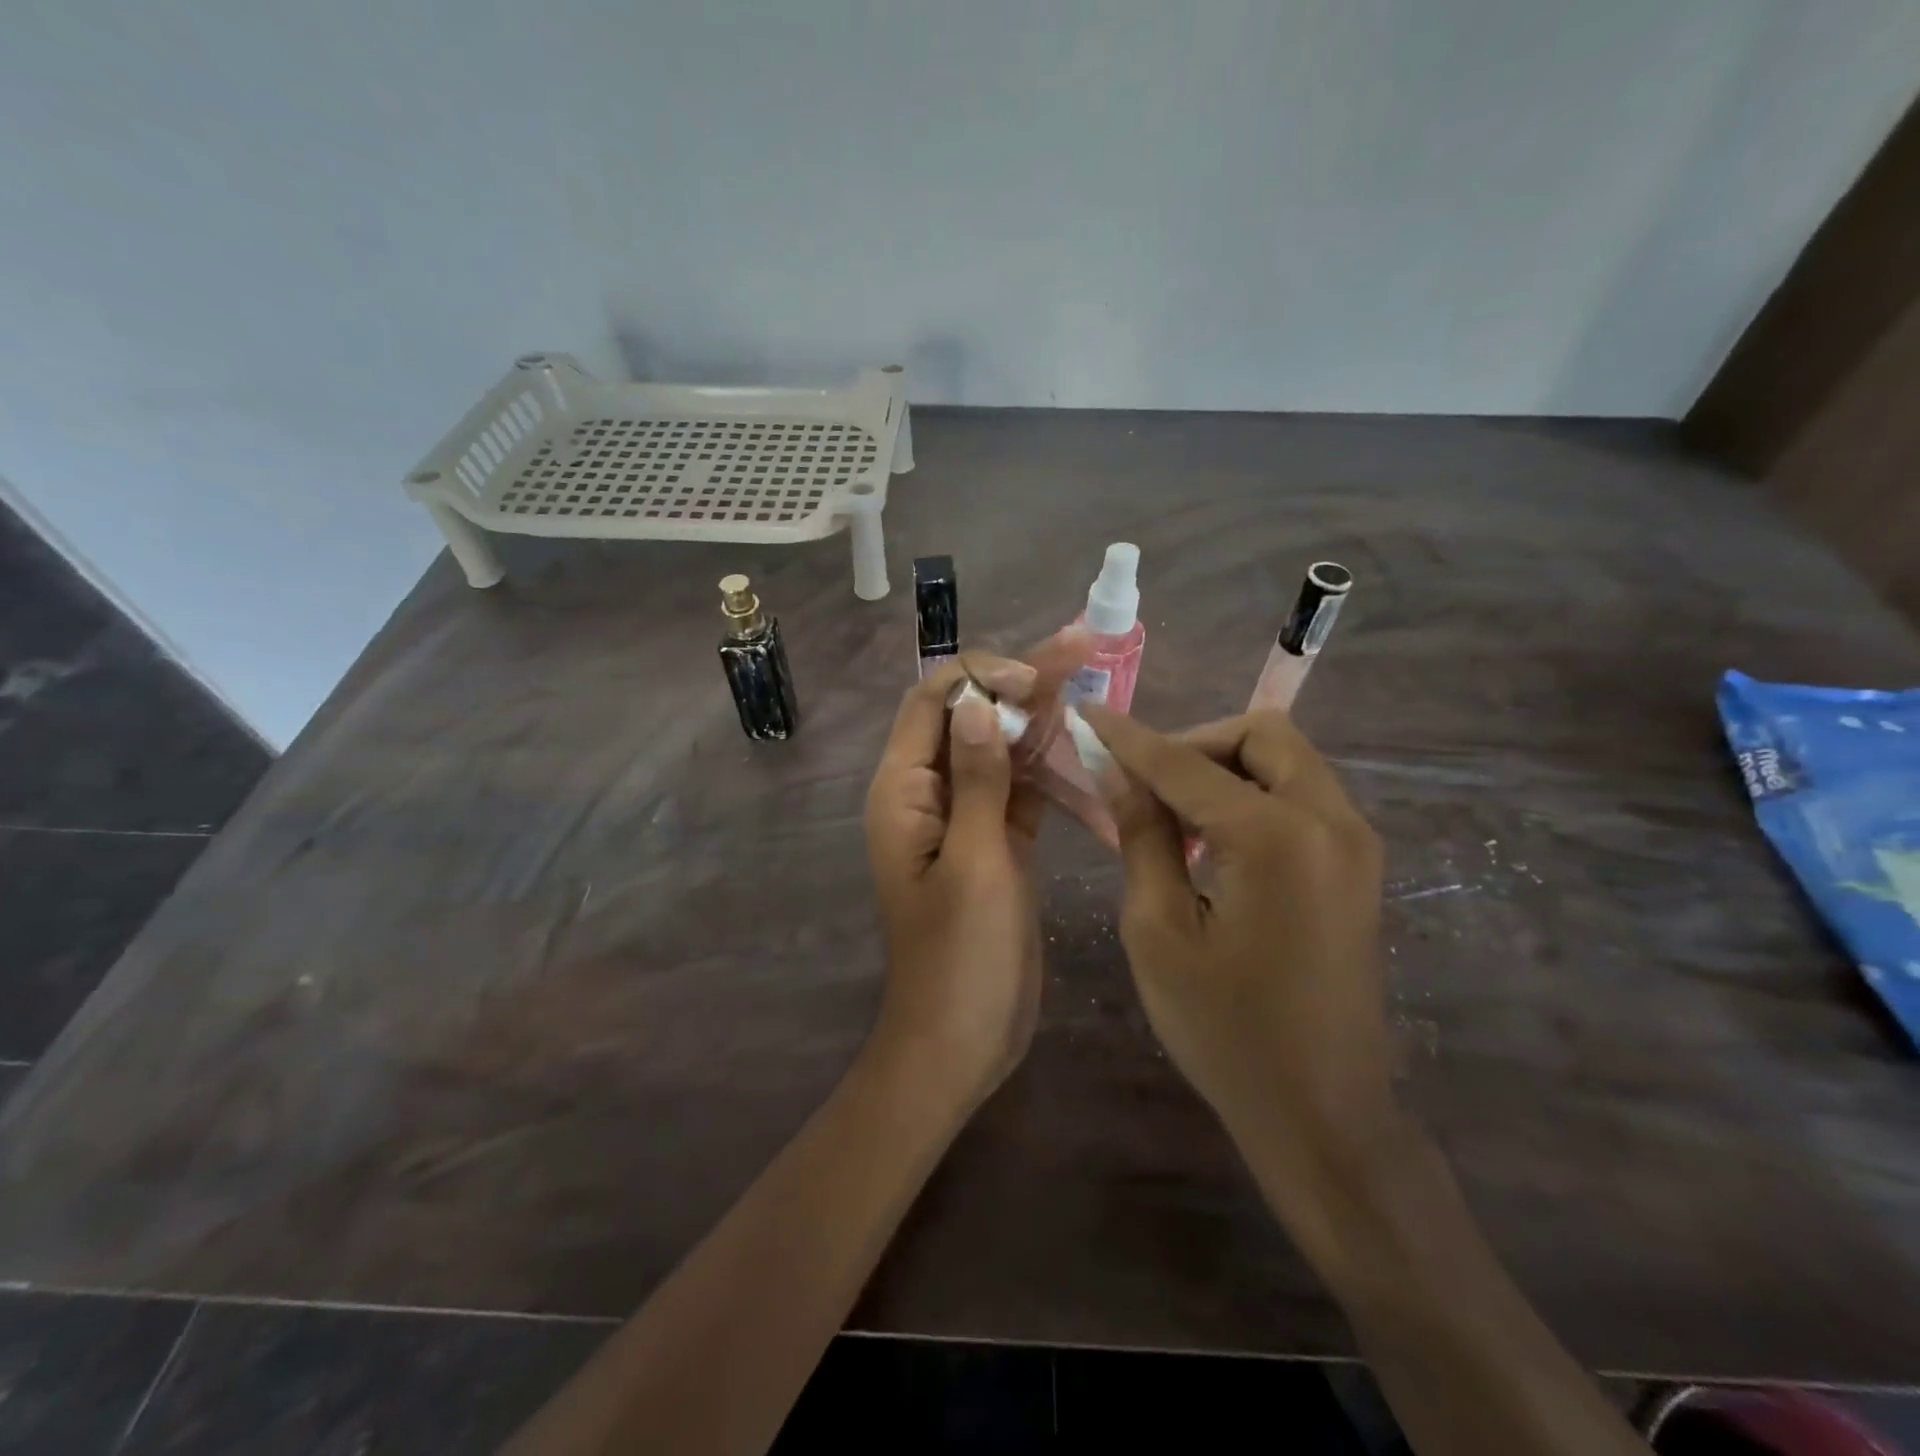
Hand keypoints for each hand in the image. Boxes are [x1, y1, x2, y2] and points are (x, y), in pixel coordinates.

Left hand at [863, 639, 1085, 1109]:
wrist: (960, 1042)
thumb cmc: (961, 959)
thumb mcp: (976, 863)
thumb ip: (977, 779)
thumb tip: (976, 701)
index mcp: (904, 791)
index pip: (933, 701)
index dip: (982, 676)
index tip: (1036, 679)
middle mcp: (929, 793)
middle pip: (971, 716)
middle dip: (1021, 682)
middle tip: (1080, 646)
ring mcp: (965, 817)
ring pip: (1000, 748)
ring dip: (1040, 718)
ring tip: (1089, 680)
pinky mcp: (997, 842)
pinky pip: (1019, 787)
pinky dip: (1048, 766)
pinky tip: (1083, 745)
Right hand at [1075, 706, 1396, 1203]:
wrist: (1323, 1114)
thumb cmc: (1225, 1031)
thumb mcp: (1158, 932)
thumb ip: (1142, 838)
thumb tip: (1120, 775)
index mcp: (1276, 838)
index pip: (1186, 764)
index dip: (1130, 739)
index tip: (1088, 714)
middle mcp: (1330, 822)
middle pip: (1261, 735)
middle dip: (1195, 744)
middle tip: (1145, 785)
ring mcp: (1355, 842)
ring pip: (1286, 760)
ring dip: (1225, 767)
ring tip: (1173, 816)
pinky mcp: (1358, 865)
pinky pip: (1302, 795)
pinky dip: (1253, 794)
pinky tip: (1214, 841)